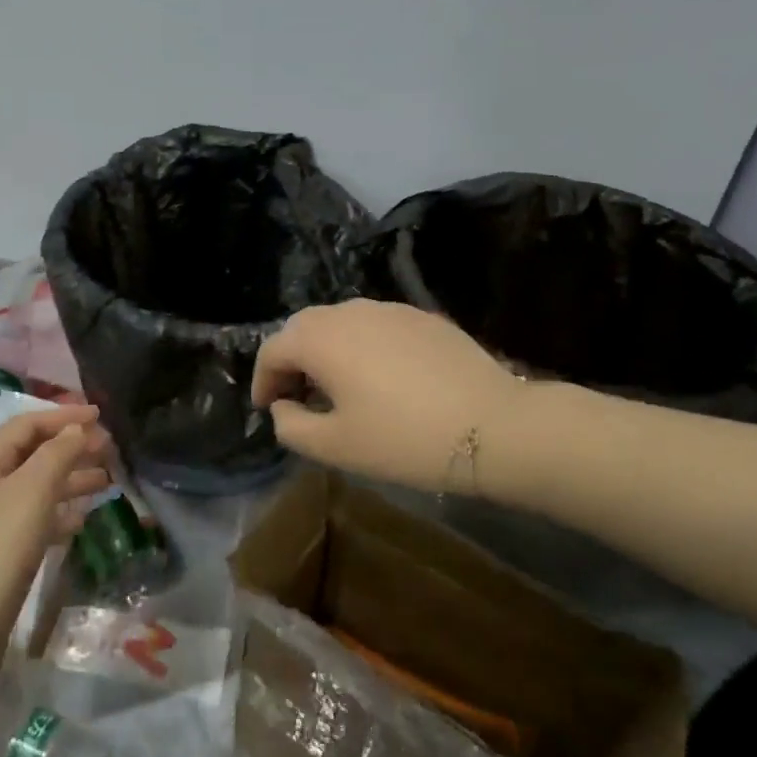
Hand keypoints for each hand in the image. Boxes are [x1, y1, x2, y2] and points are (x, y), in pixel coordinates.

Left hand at [0, 407, 110, 705]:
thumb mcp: (30, 493)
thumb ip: (56, 454)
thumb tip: (75, 430)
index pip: (25, 425)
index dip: (63, 416)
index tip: (101, 415)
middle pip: (31, 455)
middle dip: (70, 447)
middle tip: (110, 449)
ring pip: (35, 489)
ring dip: (69, 480)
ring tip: (107, 481)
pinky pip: (33, 522)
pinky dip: (59, 514)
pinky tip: (82, 520)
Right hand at [252, 299, 525, 490]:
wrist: (493, 426)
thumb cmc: (404, 439)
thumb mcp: (336, 446)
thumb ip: (292, 426)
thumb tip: (284, 406)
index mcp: (321, 338)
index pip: (273, 350)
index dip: (263, 381)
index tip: (269, 410)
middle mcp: (349, 311)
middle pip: (303, 327)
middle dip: (292, 360)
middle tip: (298, 397)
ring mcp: (389, 309)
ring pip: (340, 322)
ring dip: (326, 350)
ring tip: (338, 388)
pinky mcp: (421, 317)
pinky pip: (375, 325)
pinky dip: (361, 346)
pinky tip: (380, 378)